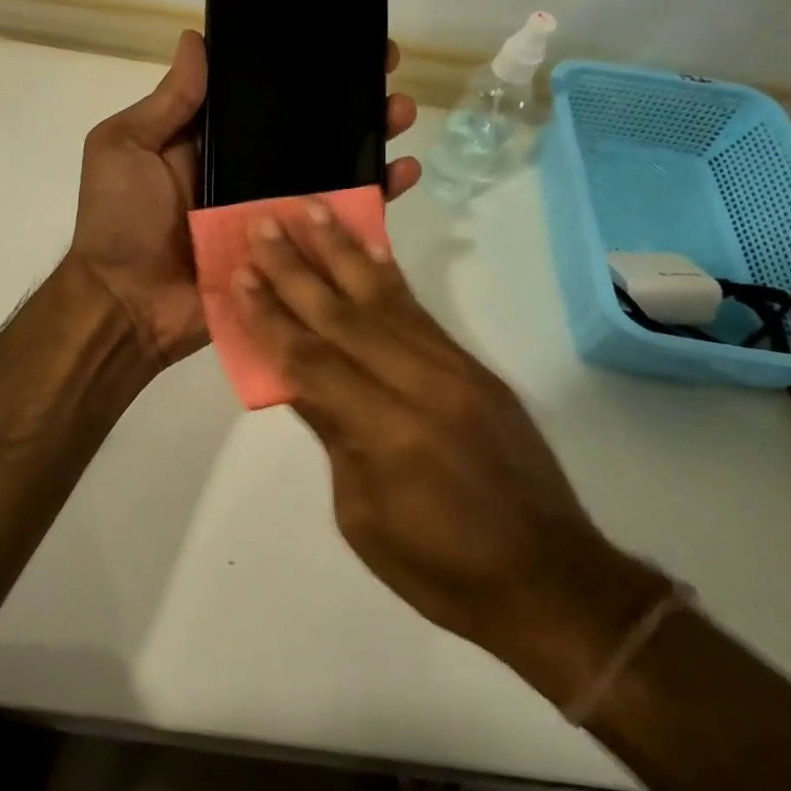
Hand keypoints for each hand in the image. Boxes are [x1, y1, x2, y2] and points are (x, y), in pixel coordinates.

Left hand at [67, 30, 421, 364]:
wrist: (127, 304)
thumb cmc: (119, 221)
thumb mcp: (126, 147)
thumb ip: (168, 103)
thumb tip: (198, 38)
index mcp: (211, 142)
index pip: (264, 96)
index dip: (299, 66)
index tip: (337, 37)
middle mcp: (248, 172)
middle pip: (308, 128)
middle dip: (348, 97)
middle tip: (386, 68)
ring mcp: (273, 211)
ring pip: (331, 168)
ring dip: (370, 137)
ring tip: (399, 111)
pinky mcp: (291, 251)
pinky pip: (337, 222)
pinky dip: (373, 199)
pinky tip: (403, 172)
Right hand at [231, 203, 664, 702]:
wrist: (551, 582)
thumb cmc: (441, 569)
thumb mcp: (363, 515)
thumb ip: (333, 435)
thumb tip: (299, 381)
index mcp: (388, 433)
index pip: (312, 360)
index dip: (271, 317)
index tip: (240, 275)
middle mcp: (422, 385)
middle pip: (344, 316)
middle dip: (296, 268)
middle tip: (263, 223)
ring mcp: (455, 371)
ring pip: (385, 299)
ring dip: (342, 251)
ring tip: (312, 208)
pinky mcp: (474, 369)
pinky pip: (420, 313)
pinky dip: (387, 276)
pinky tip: (366, 249)